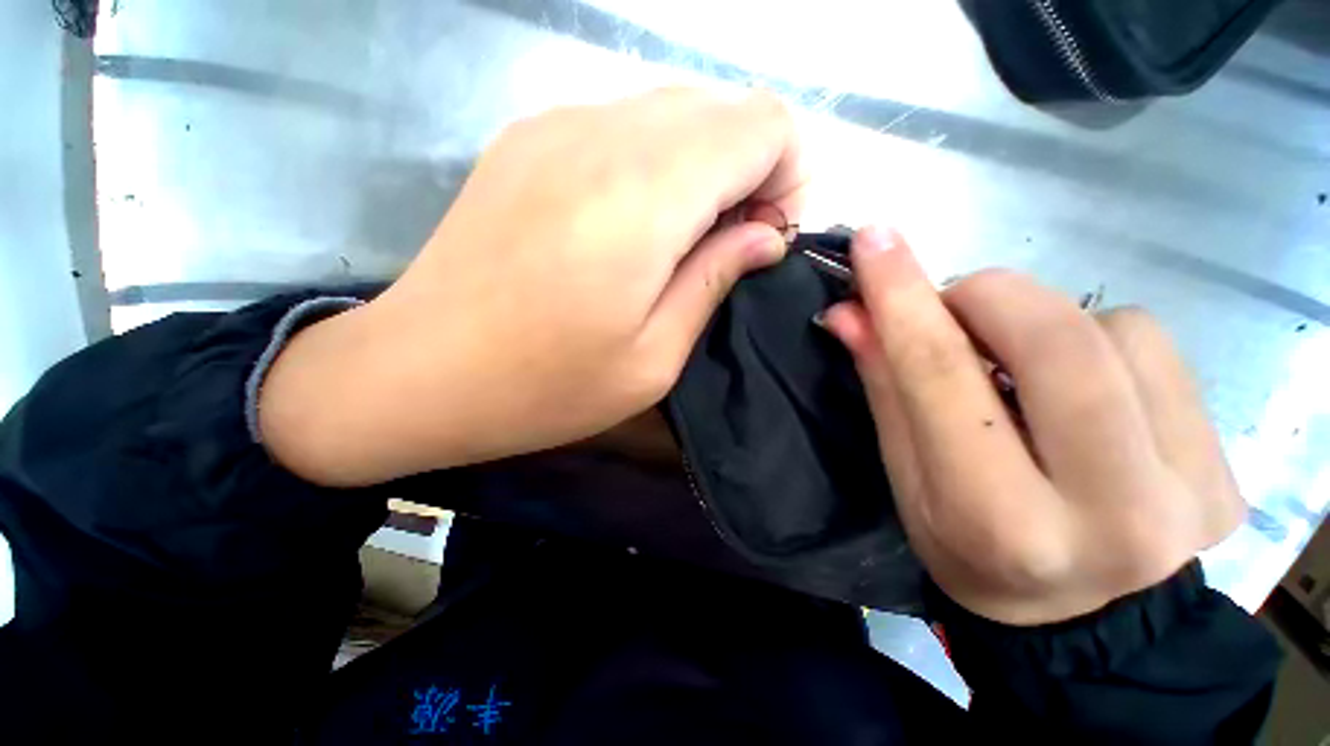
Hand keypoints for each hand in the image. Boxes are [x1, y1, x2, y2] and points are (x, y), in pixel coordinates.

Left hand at [259, 88, 806, 485]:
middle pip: (724, 110)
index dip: (786, 177)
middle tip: (723, 247)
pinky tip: (627, 225)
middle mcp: (603, 135)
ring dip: (701, 169)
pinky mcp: (528, 139)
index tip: (762, 239)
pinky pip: (625, 125)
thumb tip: (765, 235)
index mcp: (645, 195)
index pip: (764, 126)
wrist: (417, 372)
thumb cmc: (545, 386)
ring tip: (676, 241)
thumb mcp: (653, 359)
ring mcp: (557, 126)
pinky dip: (655, 164)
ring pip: (675, 111)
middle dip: (749, 173)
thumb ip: (716, 279)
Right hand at [825, 227, 1245, 625]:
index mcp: (998, 517)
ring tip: (1021, 369)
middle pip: (1055, 339)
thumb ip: (885, 389)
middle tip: (951, 306)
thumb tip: (851, 314)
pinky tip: (1087, 387)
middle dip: (986, 296)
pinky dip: (1105, 343)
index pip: (941, 377)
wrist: (1089, 628)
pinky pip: (1158, 348)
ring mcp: (1188, 486)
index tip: (874, 239)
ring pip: (1115, 330)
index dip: (901, 297)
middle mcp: (1107, 507)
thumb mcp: (907, 480)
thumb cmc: (971, 552)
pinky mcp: (1225, 468)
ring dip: (1048, 326)